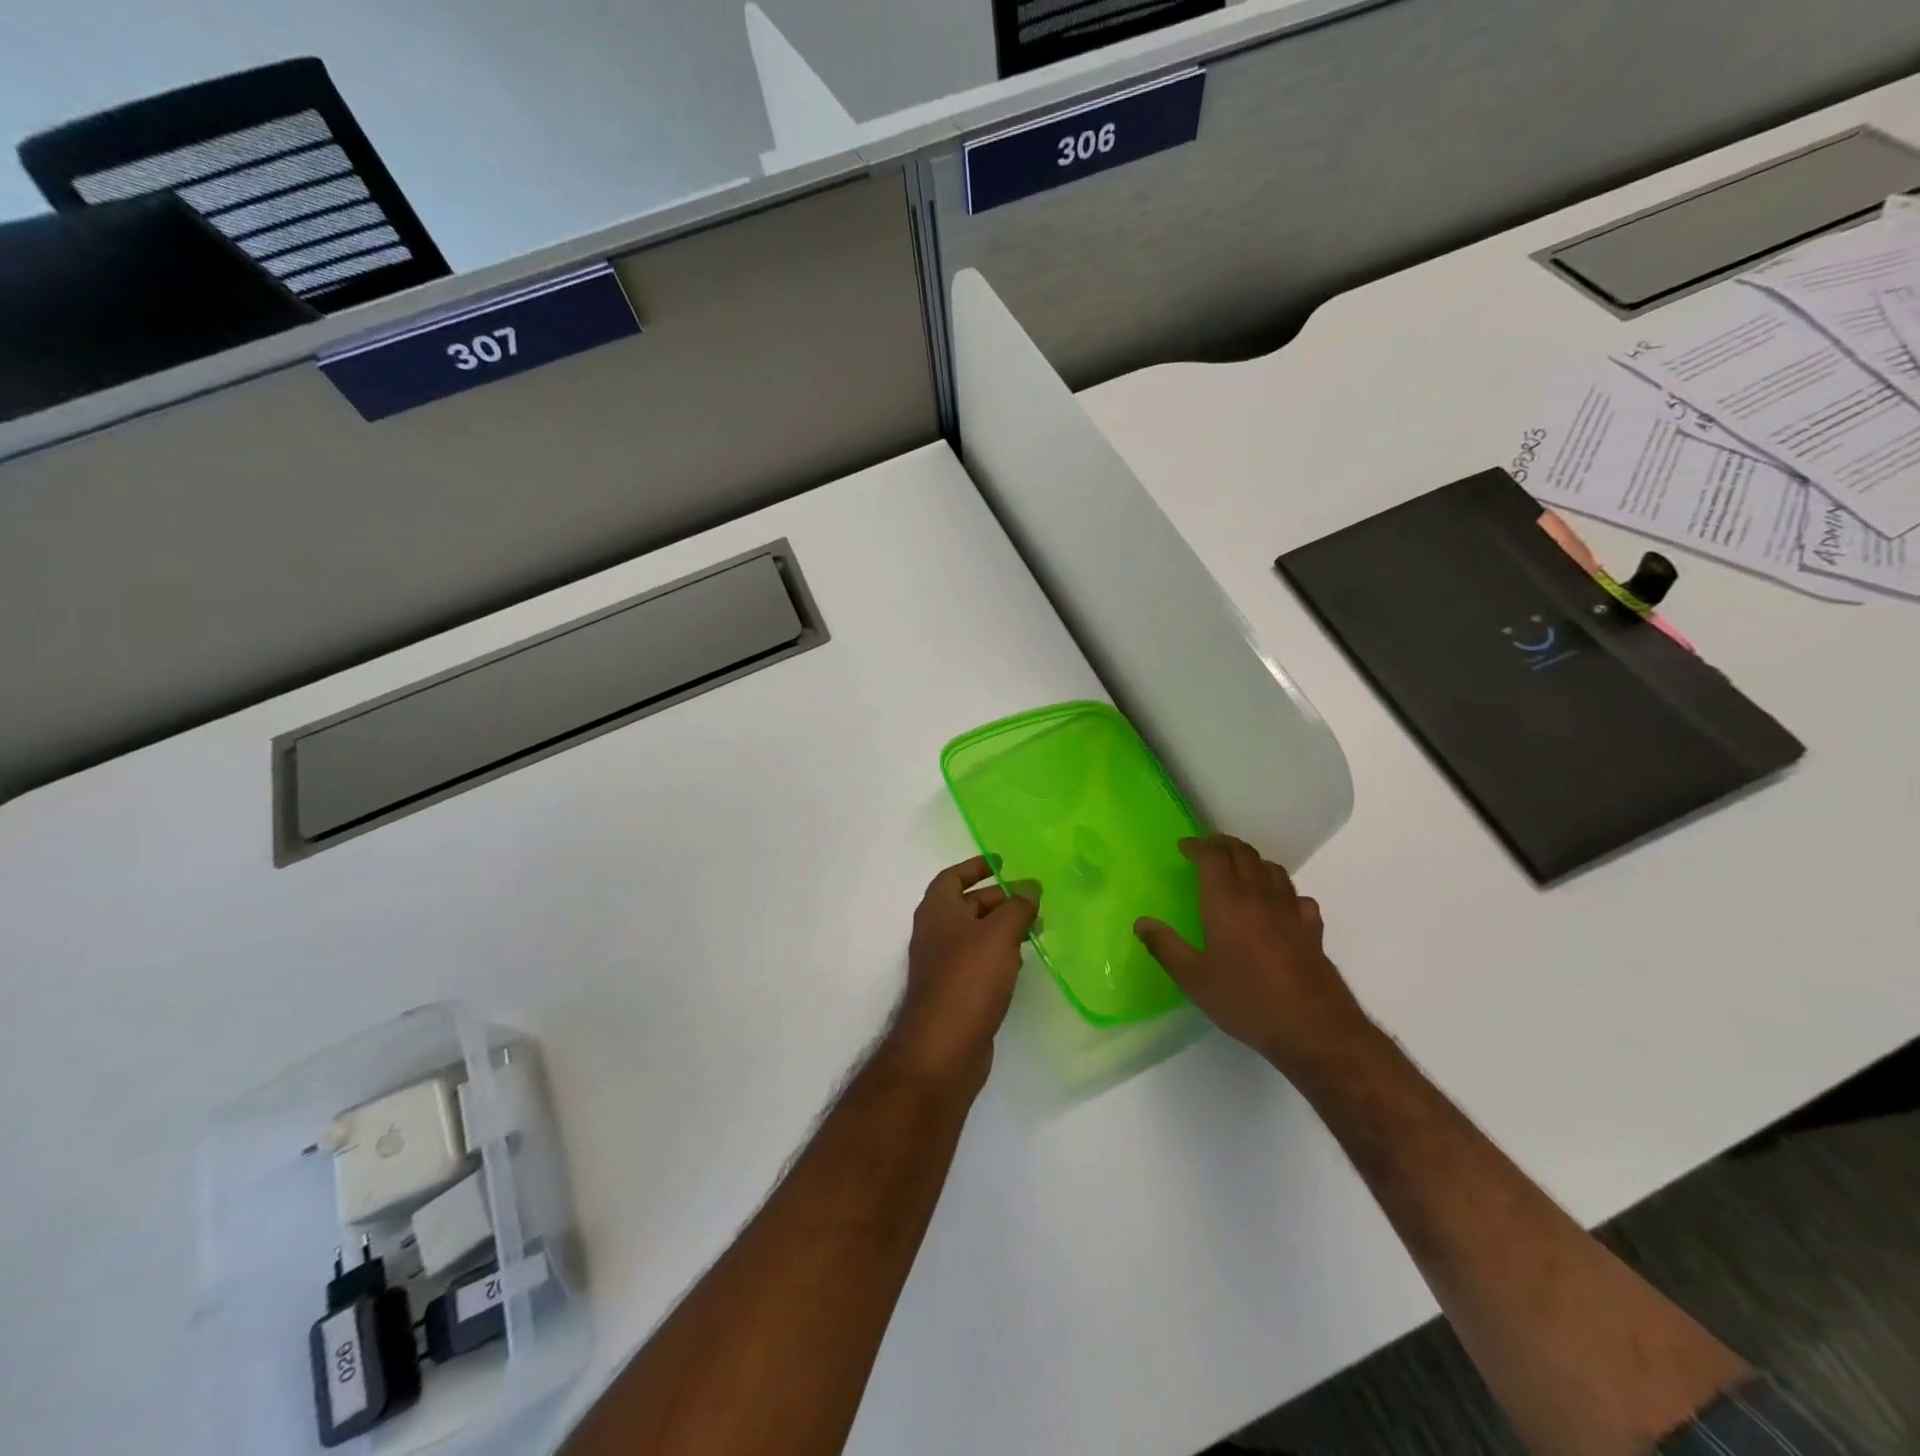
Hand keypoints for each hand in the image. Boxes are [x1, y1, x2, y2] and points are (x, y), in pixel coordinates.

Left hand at [886, 856, 1036, 1092]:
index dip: (976, 866)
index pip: (953, 876)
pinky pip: (979, 961)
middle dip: (999, 898)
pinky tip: (1022, 961)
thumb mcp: (999, 934)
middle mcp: (936, 932)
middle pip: (968, 905)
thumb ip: (1017, 907)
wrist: (942, 1047)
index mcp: (937, 910)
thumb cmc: (968, 979)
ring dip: (1003, 927)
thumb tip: (1030, 888)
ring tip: (1037, 928)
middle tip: (1033, 899)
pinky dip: (999, 954)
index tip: (1001, 862)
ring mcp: (943, 964)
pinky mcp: (955, 991)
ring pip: (976, 935)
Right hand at [1134, 835, 1371, 1078]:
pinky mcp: (1312, 929)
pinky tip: (1278, 905)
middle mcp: (1260, 896)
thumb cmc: (1247, 1001)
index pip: (1213, 857)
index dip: (1197, 846)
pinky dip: (1282, 890)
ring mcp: (1291, 911)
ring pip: (1272, 869)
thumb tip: (1142, 922)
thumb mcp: (1195, 980)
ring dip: (1252, 860)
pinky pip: (1297, 896)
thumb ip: (1166, 947)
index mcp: (1227, 902)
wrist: (1315, 1029)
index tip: (1183, 847)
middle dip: (1223, 844)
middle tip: (1207, 848)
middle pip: (1244, 854)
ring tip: (1238, 868)